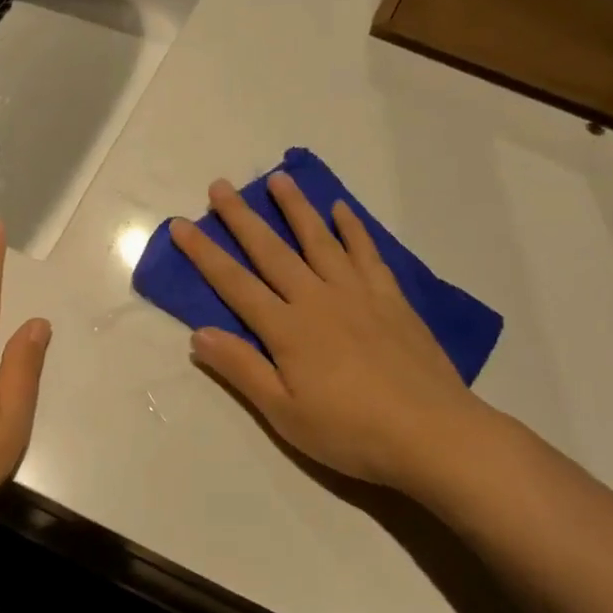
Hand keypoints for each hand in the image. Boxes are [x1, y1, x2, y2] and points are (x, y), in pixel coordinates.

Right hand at [169, 174, 490, 491]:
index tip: (180, 225)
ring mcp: (357, 294)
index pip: (235, 284)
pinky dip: (352, 229)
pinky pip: (367, 254)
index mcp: (287, 329)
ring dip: (296, 208)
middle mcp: (317, 300)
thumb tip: (198, 334)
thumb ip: (242, 369)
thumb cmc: (350, 432)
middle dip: (242, 218)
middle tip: (221, 185)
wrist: (432, 434)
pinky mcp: (391, 299)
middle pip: (272, 252)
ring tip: (278, 179)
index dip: (204, 254)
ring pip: (319, 241)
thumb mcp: (284, 413)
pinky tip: (342, 210)